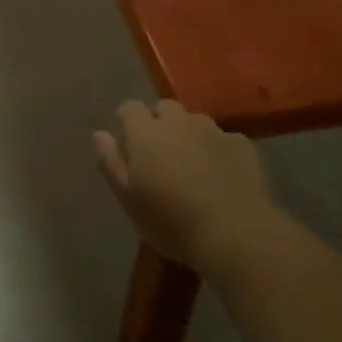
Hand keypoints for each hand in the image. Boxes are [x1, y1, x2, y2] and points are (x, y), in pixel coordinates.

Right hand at [93, 100, 272, 271]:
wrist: (233, 233)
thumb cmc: (170, 221)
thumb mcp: (128, 199)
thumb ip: (110, 162)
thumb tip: (99, 134)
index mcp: (146, 132)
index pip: (130, 108)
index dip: (127, 121)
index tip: (128, 143)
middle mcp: (179, 122)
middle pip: (164, 108)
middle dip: (159, 122)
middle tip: (160, 154)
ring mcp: (213, 130)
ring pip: (195, 121)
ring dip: (189, 134)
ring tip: (192, 164)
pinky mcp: (241, 144)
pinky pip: (223, 139)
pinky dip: (217, 150)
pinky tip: (221, 175)